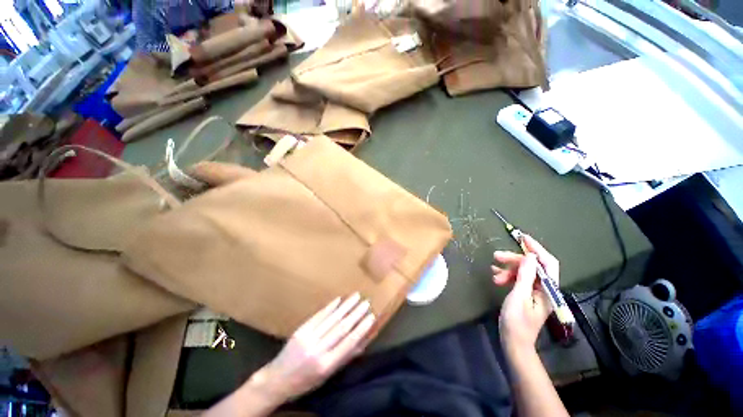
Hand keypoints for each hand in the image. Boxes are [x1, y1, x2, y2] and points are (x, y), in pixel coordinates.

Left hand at [251, 293, 375, 403]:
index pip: (348, 343)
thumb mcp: (327, 376)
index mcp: (326, 364)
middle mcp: (318, 350)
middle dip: (356, 314)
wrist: (276, 380)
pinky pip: (318, 316)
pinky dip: (330, 307)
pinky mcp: (301, 329)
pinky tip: (339, 299)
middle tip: (366, 302)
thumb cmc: (305, 381)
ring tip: (356, 296)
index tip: (371, 316)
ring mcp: (308, 338)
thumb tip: (362, 342)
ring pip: (331, 318)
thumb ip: (345, 357)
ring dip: (346, 306)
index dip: (361, 329)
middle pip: (341, 328)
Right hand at [491, 235, 558, 352]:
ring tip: (493, 273)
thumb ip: (525, 276)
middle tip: (497, 256)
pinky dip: (507, 275)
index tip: (523, 238)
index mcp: (548, 288)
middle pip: (532, 266)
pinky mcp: (525, 294)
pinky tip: (496, 276)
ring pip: (523, 271)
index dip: (537, 249)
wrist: (514, 342)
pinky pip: (518, 279)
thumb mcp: (519, 296)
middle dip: (514, 260)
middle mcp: (543, 287)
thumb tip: (529, 256)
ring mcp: (534, 291)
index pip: (547, 263)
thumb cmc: (517, 321)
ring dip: (508, 269)